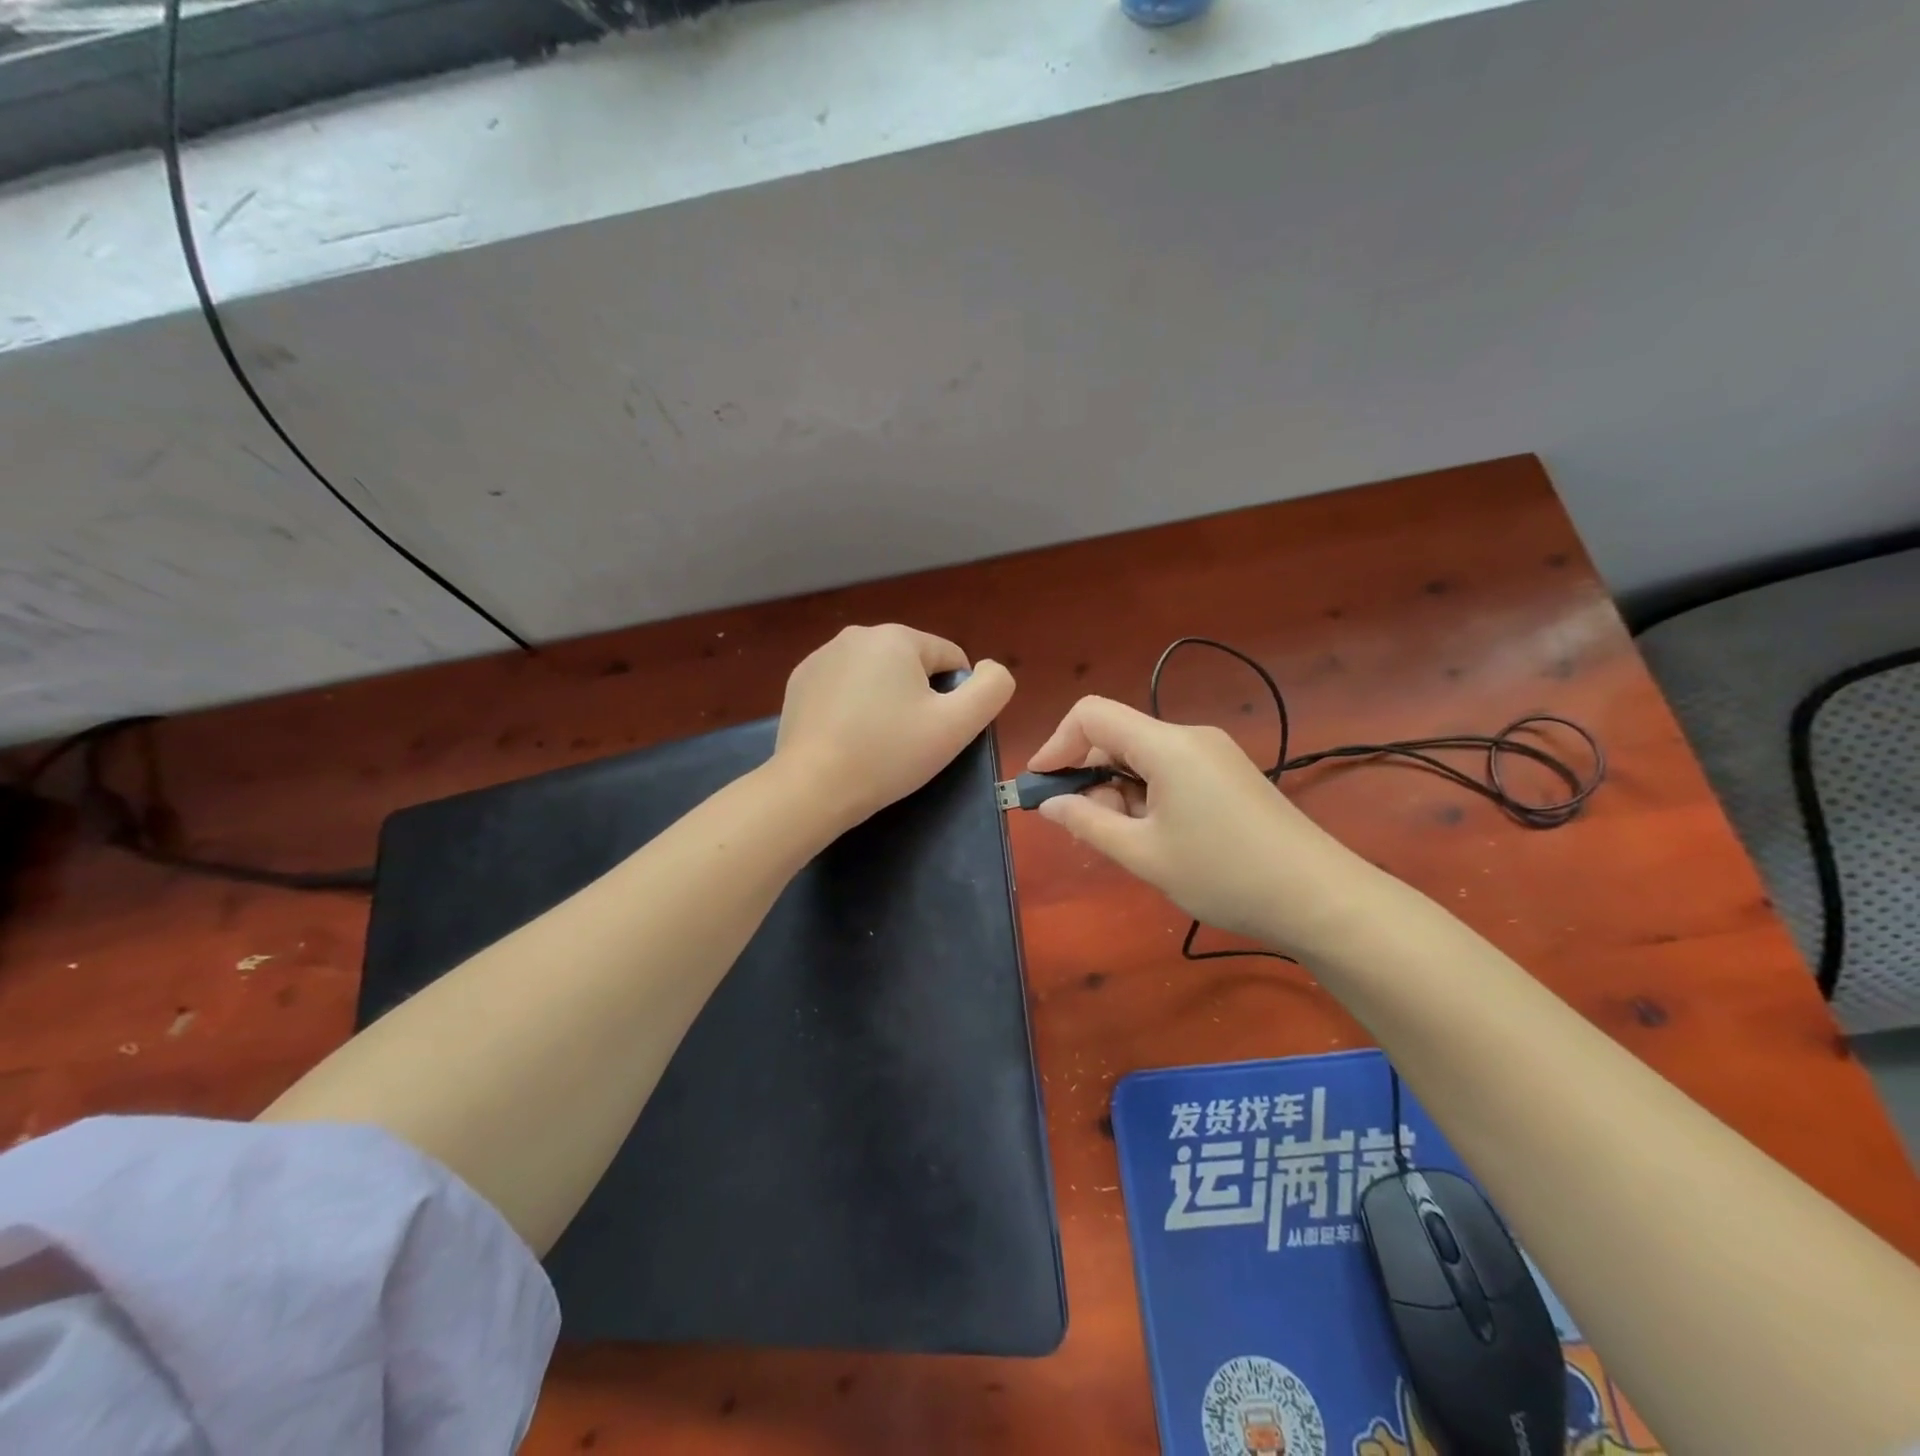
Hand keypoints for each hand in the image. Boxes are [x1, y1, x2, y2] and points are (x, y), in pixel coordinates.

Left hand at [774, 624, 1015, 831]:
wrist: (812, 787)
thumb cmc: (889, 754)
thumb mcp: (957, 725)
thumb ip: (992, 688)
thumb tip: (989, 669)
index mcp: (896, 637)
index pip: (950, 659)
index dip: (955, 699)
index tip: (937, 733)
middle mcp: (856, 634)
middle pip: (912, 666)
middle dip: (918, 698)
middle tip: (908, 742)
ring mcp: (821, 657)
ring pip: (877, 676)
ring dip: (885, 702)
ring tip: (876, 743)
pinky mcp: (799, 682)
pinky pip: (844, 688)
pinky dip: (853, 708)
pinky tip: (847, 739)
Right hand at [1027, 695, 1384, 956]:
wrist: (1320, 898)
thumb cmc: (1224, 874)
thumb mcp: (1144, 855)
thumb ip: (1088, 823)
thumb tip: (1049, 804)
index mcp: (1167, 745)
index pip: (1091, 716)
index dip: (1056, 744)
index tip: (1040, 785)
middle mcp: (1190, 737)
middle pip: (1117, 735)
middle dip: (1087, 774)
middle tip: (1082, 825)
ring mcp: (1213, 754)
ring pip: (1142, 756)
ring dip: (1117, 790)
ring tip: (1125, 841)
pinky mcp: (1228, 774)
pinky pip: (1169, 771)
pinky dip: (1145, 794)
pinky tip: (1154, 836)